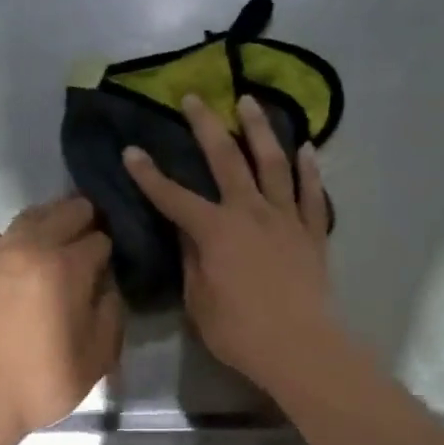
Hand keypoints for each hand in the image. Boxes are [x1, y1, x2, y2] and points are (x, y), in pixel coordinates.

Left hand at [0, 196, 123, 440]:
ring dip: (44, 221)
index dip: (108, 252)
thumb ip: (110, 313)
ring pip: (23, 217)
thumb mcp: (97, 357)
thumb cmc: (40, 382)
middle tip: (88, 236)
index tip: (107, 267)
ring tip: (49, 238)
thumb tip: (106, 287)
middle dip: (83, 219)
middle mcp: (29, 248)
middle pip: (64, 213)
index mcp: (67, 268)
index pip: (99, 240)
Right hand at [122, 93, 339, 389]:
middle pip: (226, 160)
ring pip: (273, 164)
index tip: (131, 150)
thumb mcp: (199, 301)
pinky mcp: (312, 232)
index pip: (173, 197)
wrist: (300, 346)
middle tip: (195, 97)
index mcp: (215, 231)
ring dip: (260, 130)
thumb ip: (192, 261)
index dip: (149, 174)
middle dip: (206, 126)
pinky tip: (306, 147)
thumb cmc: (240, 332)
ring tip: (250, 102)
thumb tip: (187, 233)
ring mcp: (285, 219)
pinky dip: (309, 168)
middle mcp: (250, 213)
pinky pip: (312, 193)